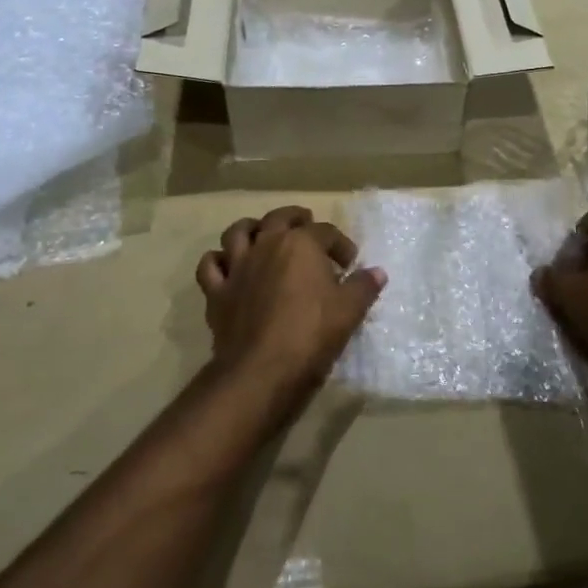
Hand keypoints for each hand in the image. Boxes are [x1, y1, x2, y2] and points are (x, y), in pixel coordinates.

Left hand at [196, 206, 385, 402]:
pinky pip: (210, 266)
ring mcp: (237, 266)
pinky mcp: (217, 291)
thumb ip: (364, 287)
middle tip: (306, 227)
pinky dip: (218, 261)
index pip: (325, 231)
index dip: (340, 244)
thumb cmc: (311, 334)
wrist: (262, 370)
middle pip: (279, 218)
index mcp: (300, 244)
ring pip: (237, 232)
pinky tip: (228, 266)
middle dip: (296, 218)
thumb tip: (377, 272)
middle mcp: (266, 245)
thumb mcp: (349, 311)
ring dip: (251, 228)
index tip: (350, 263)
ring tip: (262, 235)